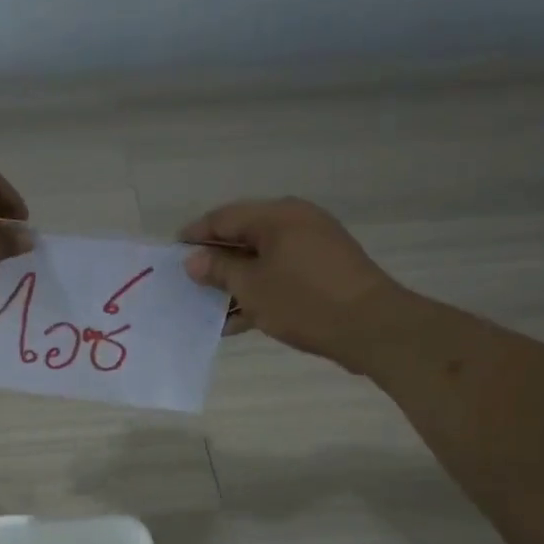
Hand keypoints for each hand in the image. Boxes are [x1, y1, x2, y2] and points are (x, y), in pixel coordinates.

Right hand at [180, 199, 403, 368]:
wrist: (372, 327)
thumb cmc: (304, 301)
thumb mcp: (251, 287)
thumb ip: (219, 270)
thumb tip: (193, 259)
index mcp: (277, 216)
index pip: (223, 217)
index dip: (195, 236)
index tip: (172, 256)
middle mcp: (296, 222)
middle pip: (243, 237)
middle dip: (214, 262)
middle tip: (188, 283)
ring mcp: (313, 247)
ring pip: (261, 260)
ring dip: (235, 282)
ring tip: (207, 307)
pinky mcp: (324, 272)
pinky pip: (280, 275)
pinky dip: (259, 292)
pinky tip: (237, 320)